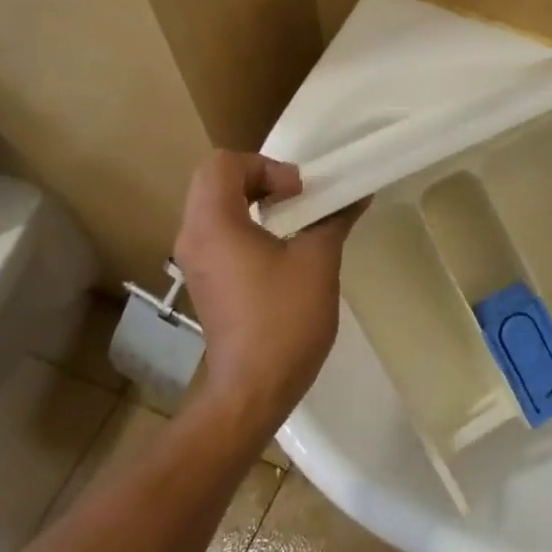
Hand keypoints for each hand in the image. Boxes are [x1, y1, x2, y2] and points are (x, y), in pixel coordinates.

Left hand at [174, 153, 360, 426]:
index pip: (224, 163)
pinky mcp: (205, 281)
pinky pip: (220, 233)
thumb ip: (334, 219)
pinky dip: (247, 226)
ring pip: (216, 207)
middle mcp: (193, 235)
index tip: (300, 194)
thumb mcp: (318, 262)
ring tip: (295, 222)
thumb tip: (357, 195)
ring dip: (254, 203)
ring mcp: (195, 261)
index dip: (266, 166)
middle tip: (298, 200)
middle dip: (260, 179)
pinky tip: (281, 250)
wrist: (254, 387)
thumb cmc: (284, 319)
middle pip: (215, 181)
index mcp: (213, 223)